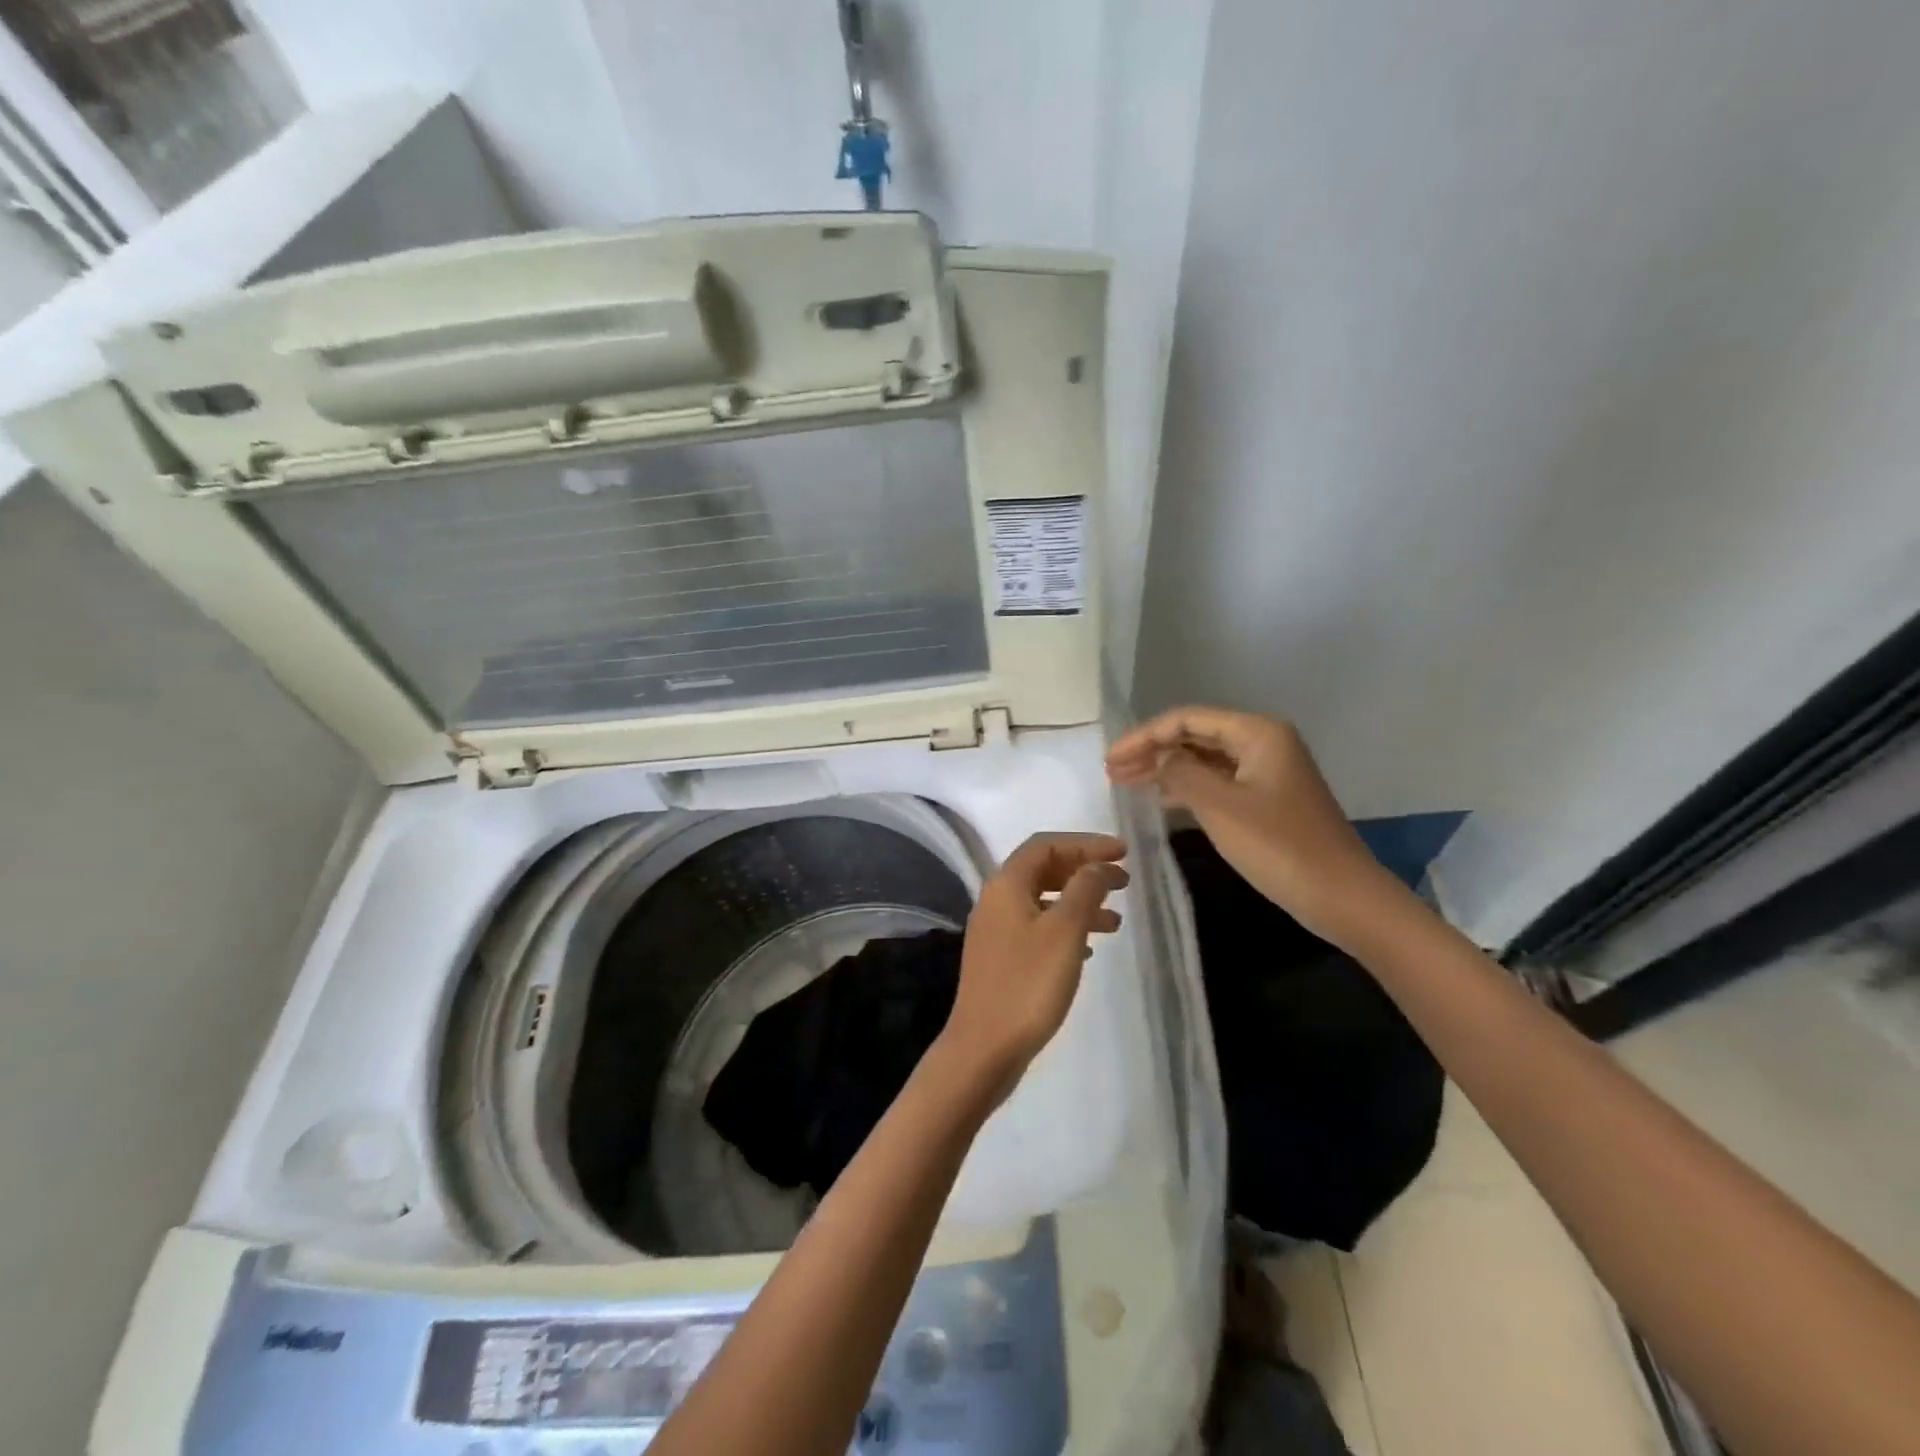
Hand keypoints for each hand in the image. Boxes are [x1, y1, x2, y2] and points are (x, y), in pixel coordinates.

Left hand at [938, 833, 1128, 1102]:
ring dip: (1079, 903)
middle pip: (1043, 869)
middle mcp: (996, 899)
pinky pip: (1038, 929)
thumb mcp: (1064, 932)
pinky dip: (1066, 929)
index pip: (1046, 845)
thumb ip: (1085, 890)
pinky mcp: (1001, 959)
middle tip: (1123, 881)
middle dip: (1084, 870)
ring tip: (1116, 921)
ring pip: (1043, 901)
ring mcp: (996, 931)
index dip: (1086, 842)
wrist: (984, 1048)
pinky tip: (1090, 950)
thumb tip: (1098, 864)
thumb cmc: (1028, 984)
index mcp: (1006, 884)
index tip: (1123, 852)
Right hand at [1106, 706, 1404, 947]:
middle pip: (1195, 735)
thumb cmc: (1279, 846)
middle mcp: (1264, 742)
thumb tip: (1157, 758)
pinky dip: (1188, 786)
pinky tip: (1161, 798)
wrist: (1342, 896)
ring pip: (1205, 759)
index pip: (1186, 719)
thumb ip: (1180, 773)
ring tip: (1126, 783)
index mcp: (1257, 732)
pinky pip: (1218, 781)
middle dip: (1152, 750)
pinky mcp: (1268, 799)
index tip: (1109, 760)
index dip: (1143, 736)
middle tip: (1112, 772)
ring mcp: (1267, 771)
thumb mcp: (1220, 806)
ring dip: (1166, 768)